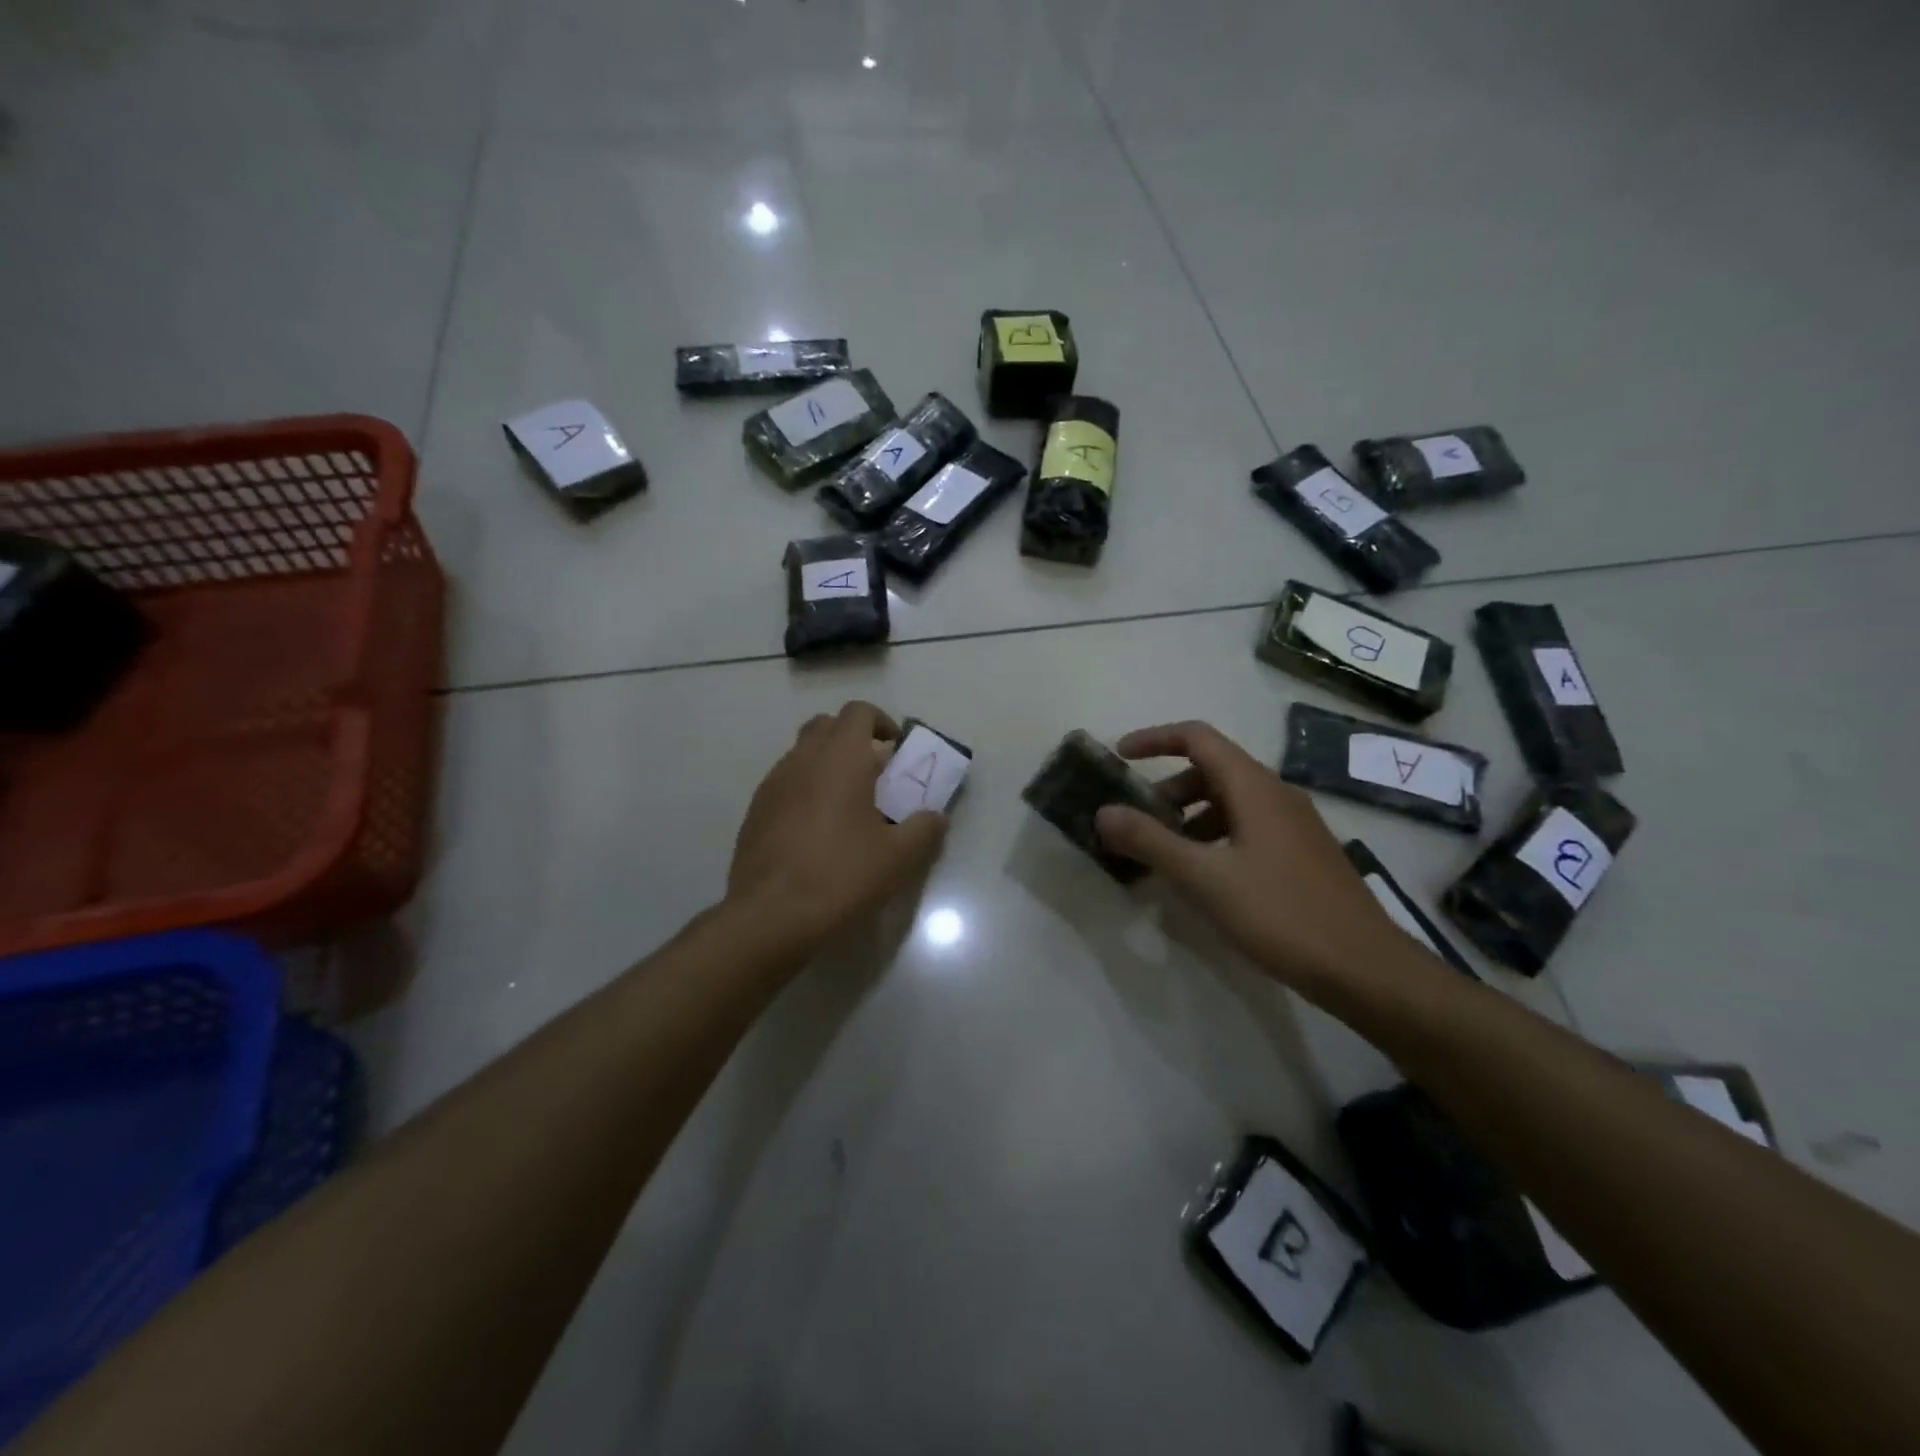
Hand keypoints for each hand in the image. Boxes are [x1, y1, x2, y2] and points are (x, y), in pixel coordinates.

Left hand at [726, 701, 947, 953]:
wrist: (770, 915)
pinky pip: (785, 784)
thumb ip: (925, 829)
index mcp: (840, 757)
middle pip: (827, 726)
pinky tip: (817, 832)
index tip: (897, 752)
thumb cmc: (842, 874)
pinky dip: (805, 791)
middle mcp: (802, 759)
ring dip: (827, 766)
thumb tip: (936, 817)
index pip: (859, 712)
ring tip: (848, 807)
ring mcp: (772, 784)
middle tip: (875, 775)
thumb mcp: (899, 857)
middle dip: (853, 740)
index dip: (881, 723)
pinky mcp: (754, 812)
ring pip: (803, 755)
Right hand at [1094, 720, 1434, 997]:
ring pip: (1230, 800)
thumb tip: (1103, 812)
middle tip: (1137, 819)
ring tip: (1164, 852)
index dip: (1154, 739)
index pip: (1197, 738)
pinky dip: (1214, 835)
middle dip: (1168, 786)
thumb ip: (1150, 841)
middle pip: (1212, 768)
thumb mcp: (1205, 878)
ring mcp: (1294, 824)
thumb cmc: (1281, 914)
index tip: (1119, 757)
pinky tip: (1204, 876)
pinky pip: (1247, 826)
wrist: (1366, 968)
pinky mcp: (1302, 853)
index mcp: (1254, 787)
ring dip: (1190, 814)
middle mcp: (1276, 794)